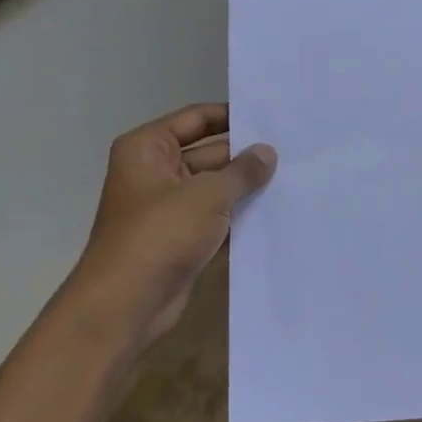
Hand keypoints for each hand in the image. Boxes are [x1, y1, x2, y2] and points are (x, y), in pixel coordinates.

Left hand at [66, 104, 275, 350]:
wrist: (126, 305)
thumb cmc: (160, 235)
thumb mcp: (207, 195)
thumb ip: (242, 171)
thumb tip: (267, 152)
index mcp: (148, 148)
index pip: (197, 118)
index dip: (233, 116)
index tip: (273, 118)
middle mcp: (155, 171)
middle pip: (210, 153)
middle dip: (247, 156)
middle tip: (295, 153)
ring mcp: (168, 208)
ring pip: (216, 189)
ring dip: (246, 189)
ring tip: (295, 180)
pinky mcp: (181, 239)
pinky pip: (216, 219)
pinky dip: (240, 219)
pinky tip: (277, 216)